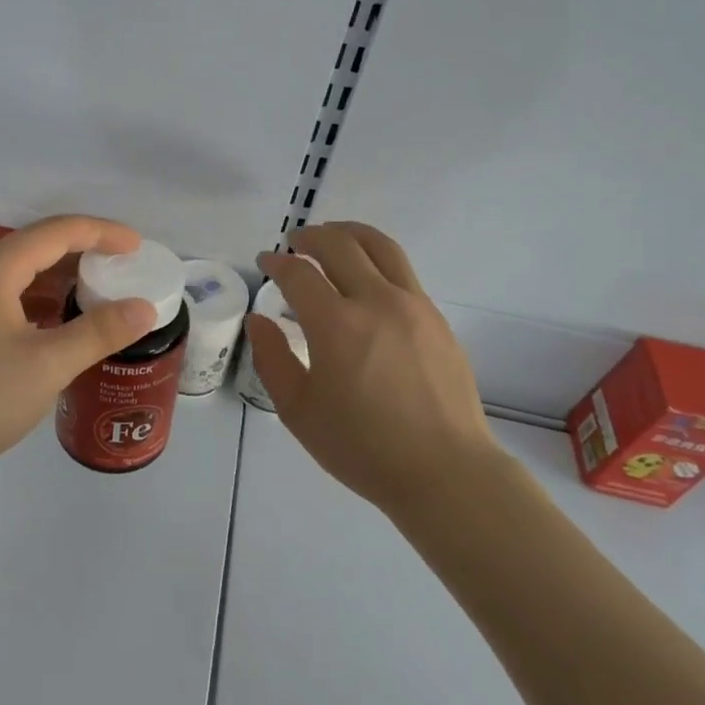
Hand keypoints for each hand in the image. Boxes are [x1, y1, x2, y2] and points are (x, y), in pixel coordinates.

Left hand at [0, 216, 157, 495]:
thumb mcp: (45, 366)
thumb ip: (97, 333)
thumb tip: (143, 308)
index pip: (56, 232)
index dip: (101, 233)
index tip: (136, 247)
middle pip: (32, 249)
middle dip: (79, 257)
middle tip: (118, 274)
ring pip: (12, 277)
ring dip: (53, 284)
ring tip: (90, 302)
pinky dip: (30, 306)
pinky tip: (46, 333)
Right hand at [249, 222, 498, 519]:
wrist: (445, 471)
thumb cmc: (363, 447)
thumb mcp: (299, 411)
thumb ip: (272, 358)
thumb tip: (260, 320)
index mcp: (336, 324)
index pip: (298, 273)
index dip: (277, 262)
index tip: (266, 262)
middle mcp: (376, 301)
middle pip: (339, 244)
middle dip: (310, 236)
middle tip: (295, 243)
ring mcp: (413, 305)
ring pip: (380, 246)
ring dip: (349, 233)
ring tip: (333, 237)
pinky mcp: (436, 318)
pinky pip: (403, 271)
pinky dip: (377, 259)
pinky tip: (368, 278)